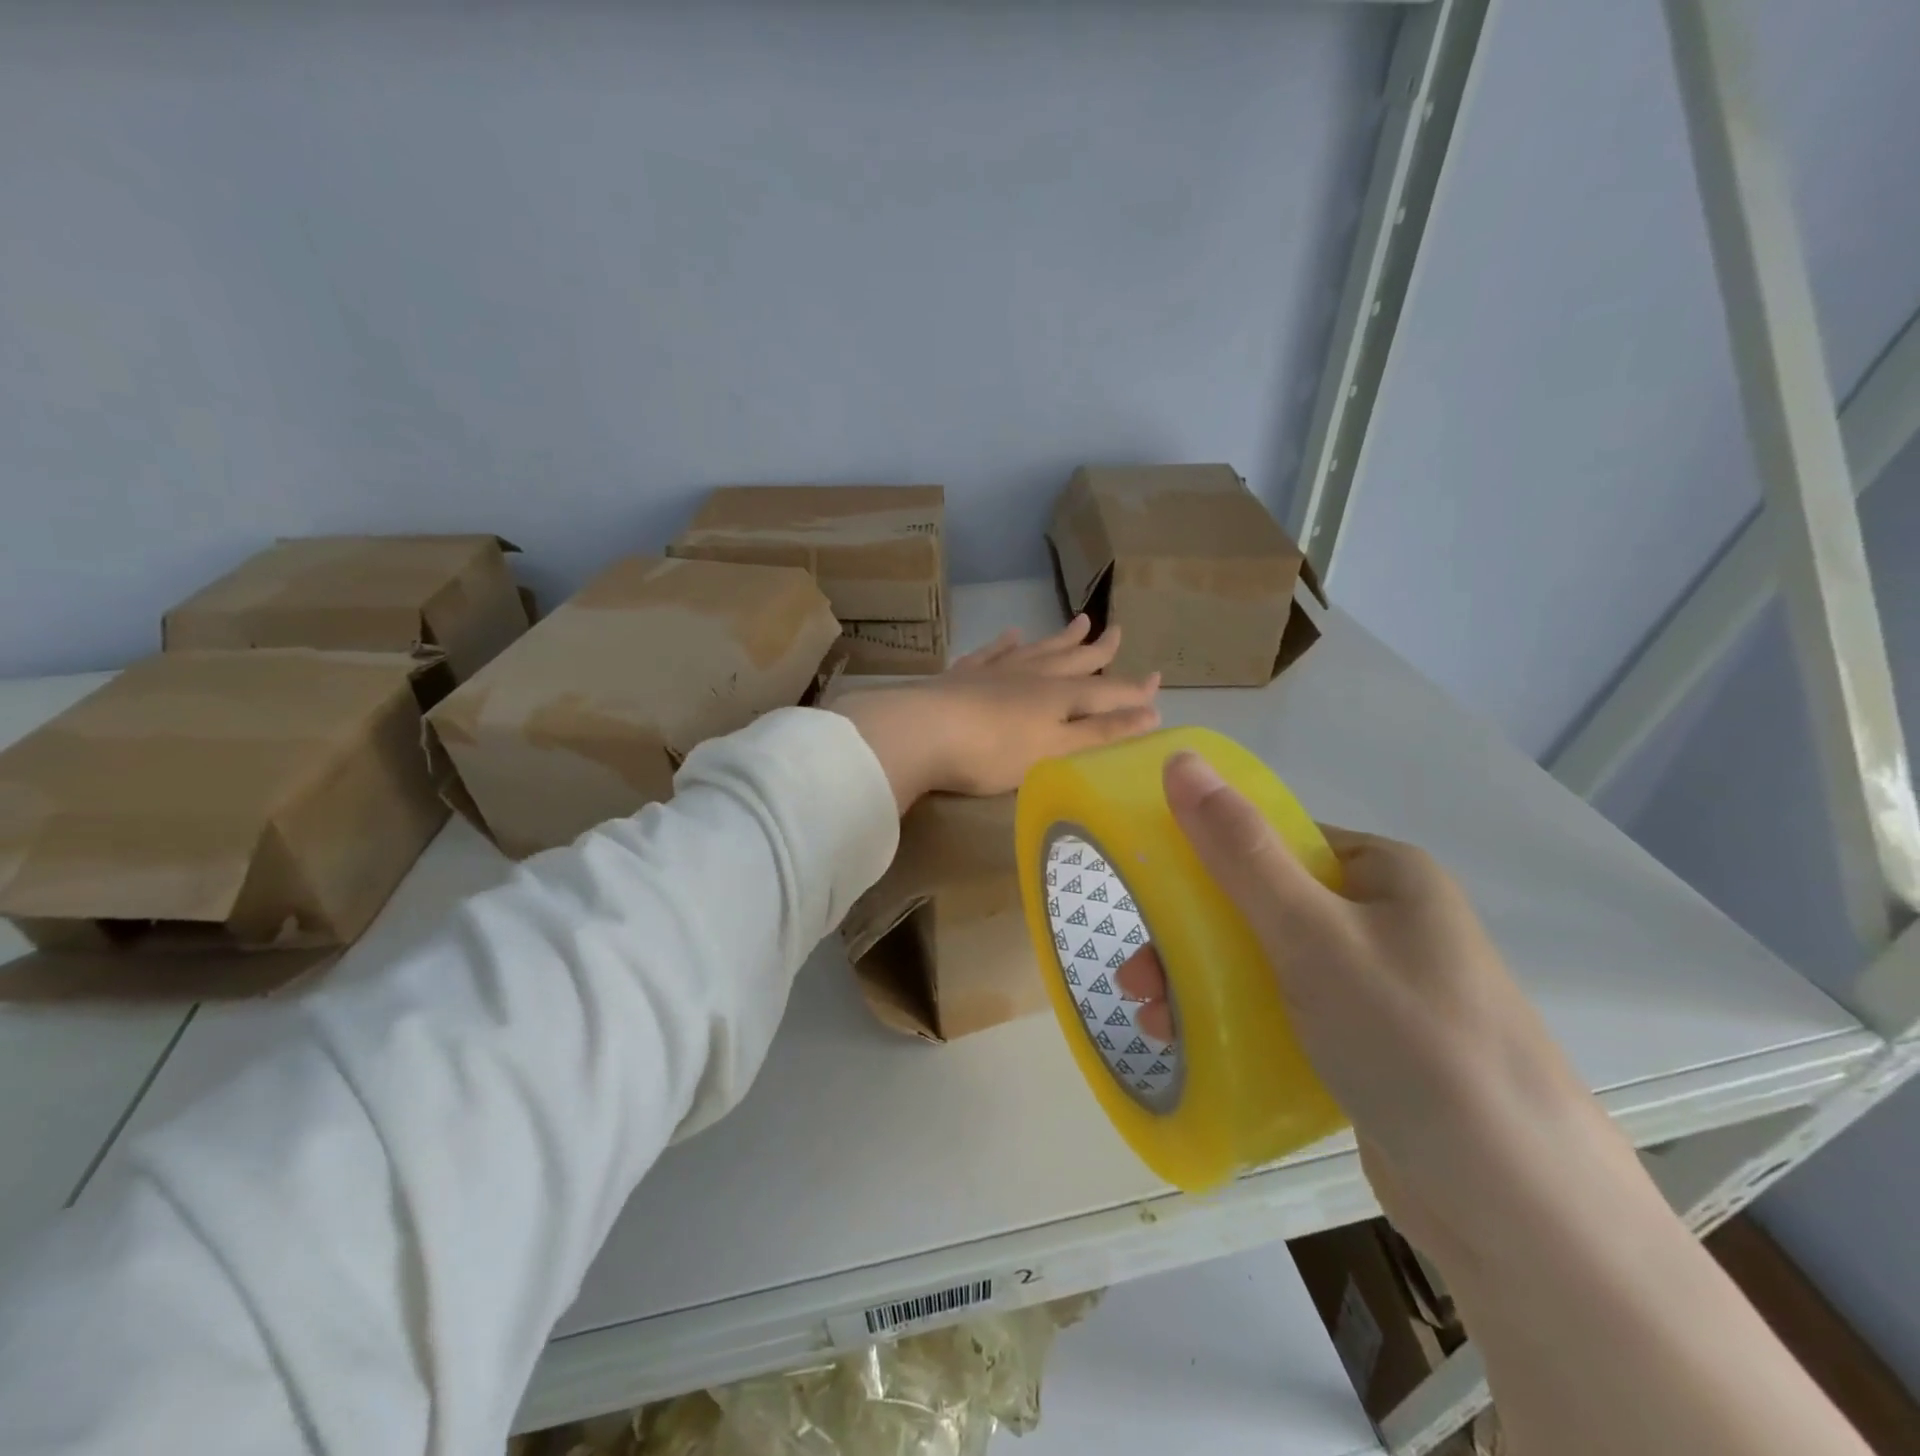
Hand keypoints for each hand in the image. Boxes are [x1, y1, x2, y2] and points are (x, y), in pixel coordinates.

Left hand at [832, 615, 1160, 810]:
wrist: (922, 731)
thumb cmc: (993, 752)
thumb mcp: (1055, 750)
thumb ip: (1101, 733)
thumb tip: (1151, 714)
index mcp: (1058, 697)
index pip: (1106, 691)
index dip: (1133, 690)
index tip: (1157, 679)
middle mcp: (1031, 676)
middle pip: (1072, 659)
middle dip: (1098, 649)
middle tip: (1117, 630)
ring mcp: (995, 671)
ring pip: (1036, 649)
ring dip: (1060, 638)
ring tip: (1079, 621)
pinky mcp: (962, 676)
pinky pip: (991, 652)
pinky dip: (1005, 643)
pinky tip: (1012, 634)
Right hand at [1118, 750, 1647, 1271]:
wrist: (1518, 1209)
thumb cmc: (1411, 1040)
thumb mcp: (1310, 934)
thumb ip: (1239, 849)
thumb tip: (1180, 758)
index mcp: (1385, 873)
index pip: (1276, 840)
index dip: (1205, 859)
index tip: (1150, 898)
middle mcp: (1386, 920)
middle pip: (1261, 905)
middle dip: (1190, 938)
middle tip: (1138, 981)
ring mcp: (1380, 986)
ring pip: (1266, 962)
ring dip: (1201, 983)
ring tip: (1154, 1023)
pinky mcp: (1369, 1045)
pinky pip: (1286, 1012)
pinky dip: (1237, 1021)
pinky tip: (1195, 1047)